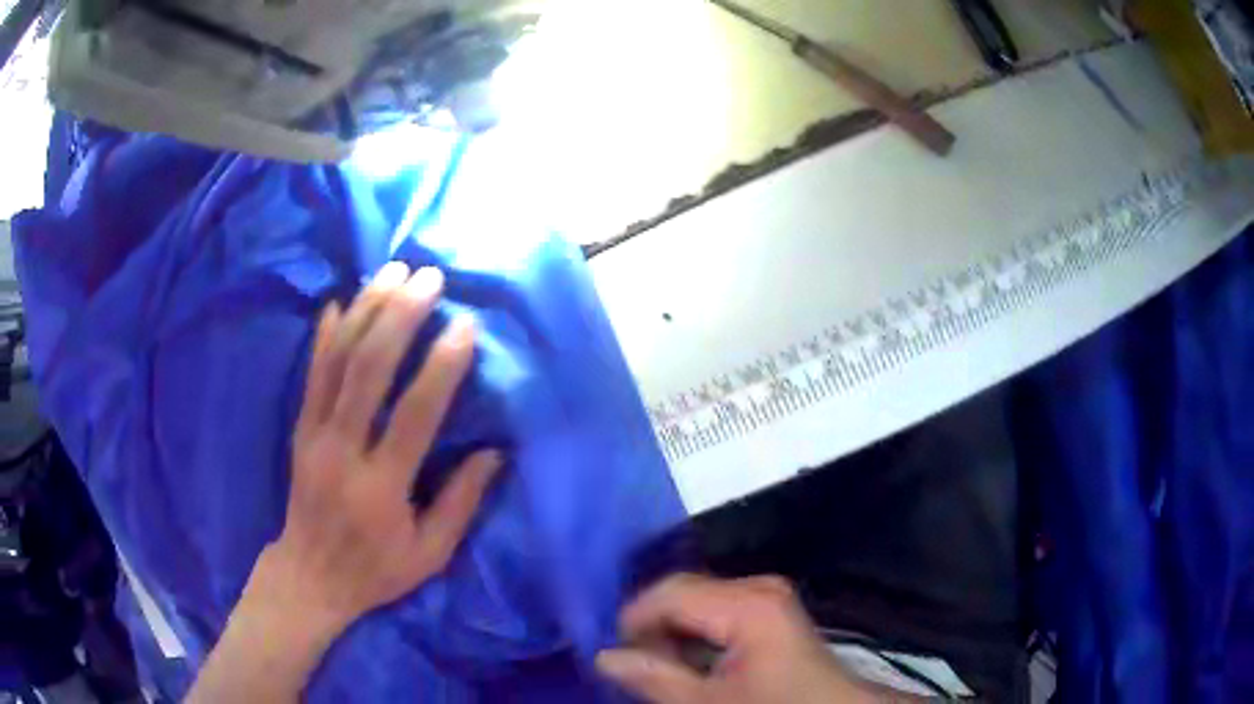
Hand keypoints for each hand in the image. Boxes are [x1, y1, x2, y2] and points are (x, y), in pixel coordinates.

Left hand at [188, 262, 500, 702]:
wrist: (309, 575)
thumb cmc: (376, 570)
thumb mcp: (430, 554)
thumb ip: (461, 503)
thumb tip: (494, 452)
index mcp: (381, 487)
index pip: (414, 415)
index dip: (441, 367)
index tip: (465, 325)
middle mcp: (342, 451)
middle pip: (367, 370)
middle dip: (399, 316)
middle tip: (428, 278)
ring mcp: (314, 435)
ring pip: (337, 360)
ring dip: (365, 310)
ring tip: (392, 272)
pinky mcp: (299, 429)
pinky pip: (311, 372)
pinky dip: (325, 333)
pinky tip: (340, 300)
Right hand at [596, 574, 873, 703]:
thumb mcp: (708, 703)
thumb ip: (654, 678)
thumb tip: (604, 656)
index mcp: (748, 603)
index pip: (669, 592)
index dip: (632, 621)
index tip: (612, 656)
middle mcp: (759, 587)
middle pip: (684, 593)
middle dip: (653, 628)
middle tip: (634, 666)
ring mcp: (769, 596)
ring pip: (698, 603)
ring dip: (672, 634)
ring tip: (658, 669)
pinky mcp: (772, 612)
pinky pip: (718, 612)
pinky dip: (695, 636)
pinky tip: (688, 664)